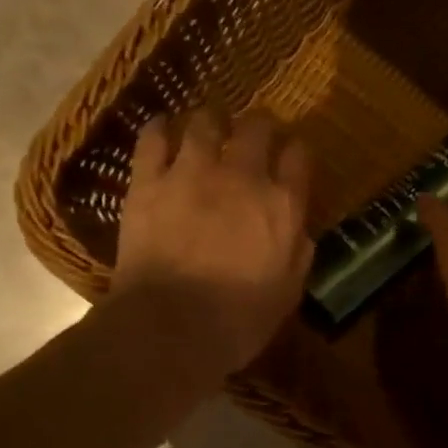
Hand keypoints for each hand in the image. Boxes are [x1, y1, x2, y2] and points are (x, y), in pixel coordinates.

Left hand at [115, 108, 314, 375]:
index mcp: (282, 204)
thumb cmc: (239, 319)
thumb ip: (298, 250)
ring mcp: (192, 173)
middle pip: (257, 127)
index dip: (296, 151)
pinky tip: (162, 127)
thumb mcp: (289, 290)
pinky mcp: (149, 182)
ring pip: (205, 122)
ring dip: (212, 119)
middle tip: (254, 134)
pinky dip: (159, 128)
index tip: (292, 157)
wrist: (171, 327)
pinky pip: (153, 139)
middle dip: (260, 125)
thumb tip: (298, 228)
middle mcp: (242, 176)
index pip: (298, 156)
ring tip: (210, 125)